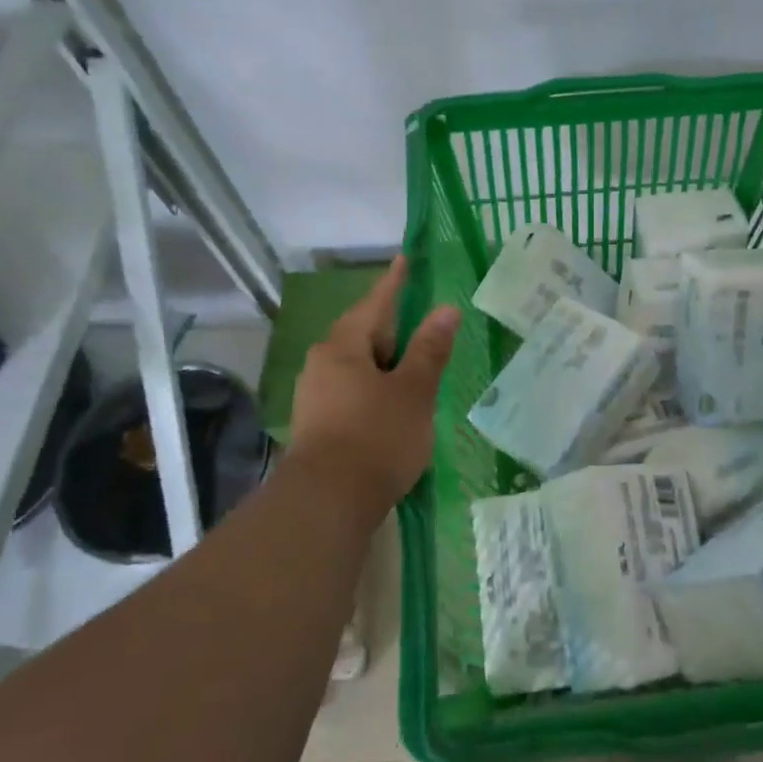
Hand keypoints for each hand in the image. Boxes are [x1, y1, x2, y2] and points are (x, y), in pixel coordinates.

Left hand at [288, 256, 459, 524]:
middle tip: (421, 320)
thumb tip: (446, 309)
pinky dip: (376, 385)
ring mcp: (316, 394)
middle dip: (392, 326)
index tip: (405, 259)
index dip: (394, 282)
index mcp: (344, 346)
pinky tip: (392, 400)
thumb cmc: (376, 436)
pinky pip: (352, 388)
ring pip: (357, 364)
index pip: (376, 303)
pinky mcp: (317, 422)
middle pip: (364, 333)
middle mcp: (323, 363)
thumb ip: (429, 349)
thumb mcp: (413, 390)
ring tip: (413, 363)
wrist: (327, 502)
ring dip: (385, 360)